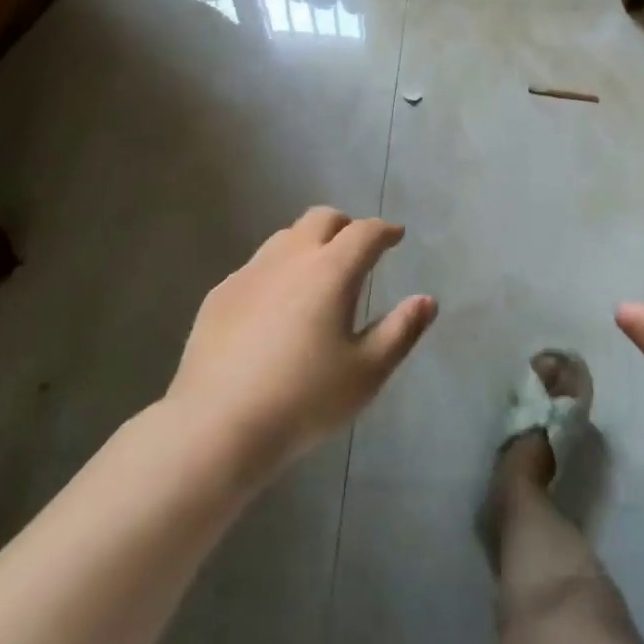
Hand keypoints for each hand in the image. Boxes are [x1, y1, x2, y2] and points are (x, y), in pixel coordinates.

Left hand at [166, 208, 435, 481]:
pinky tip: (275, 306)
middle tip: (357, 248)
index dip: (385, 230)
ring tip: (317, 274)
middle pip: (321, 218)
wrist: (217, 425)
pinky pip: (256, 266)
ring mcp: (250, 272)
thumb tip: (427, 300)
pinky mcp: (220, 294)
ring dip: (308, 243)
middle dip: (345, 225)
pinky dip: (277, 271)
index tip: (396, 235)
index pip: (365, 232)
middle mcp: (290, 258)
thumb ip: (401, 331)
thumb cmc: (304, 400)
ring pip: (285, 238)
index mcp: (331, 270)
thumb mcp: (366, 372)